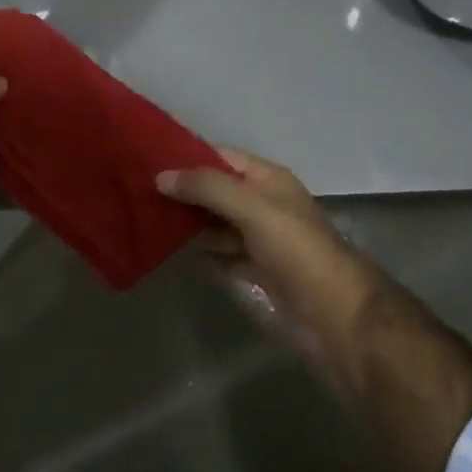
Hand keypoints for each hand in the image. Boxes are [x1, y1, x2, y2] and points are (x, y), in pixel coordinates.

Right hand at [158, 149, 379, 369]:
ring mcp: (261, 240)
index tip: (147, 157)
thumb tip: (162, 176)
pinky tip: (171, 251)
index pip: (222, 157)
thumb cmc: (297, 250)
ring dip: (188, 222)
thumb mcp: (253, 208)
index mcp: (269, 179)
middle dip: (184, 190)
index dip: (188, 156)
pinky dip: (201, 252)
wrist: (335, 315)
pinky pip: (222, 255)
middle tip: (136, 190)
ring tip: (145, 218)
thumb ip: (209, 188)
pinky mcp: (257, 272)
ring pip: (217, 224)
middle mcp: (264, 204)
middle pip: (217, 190)